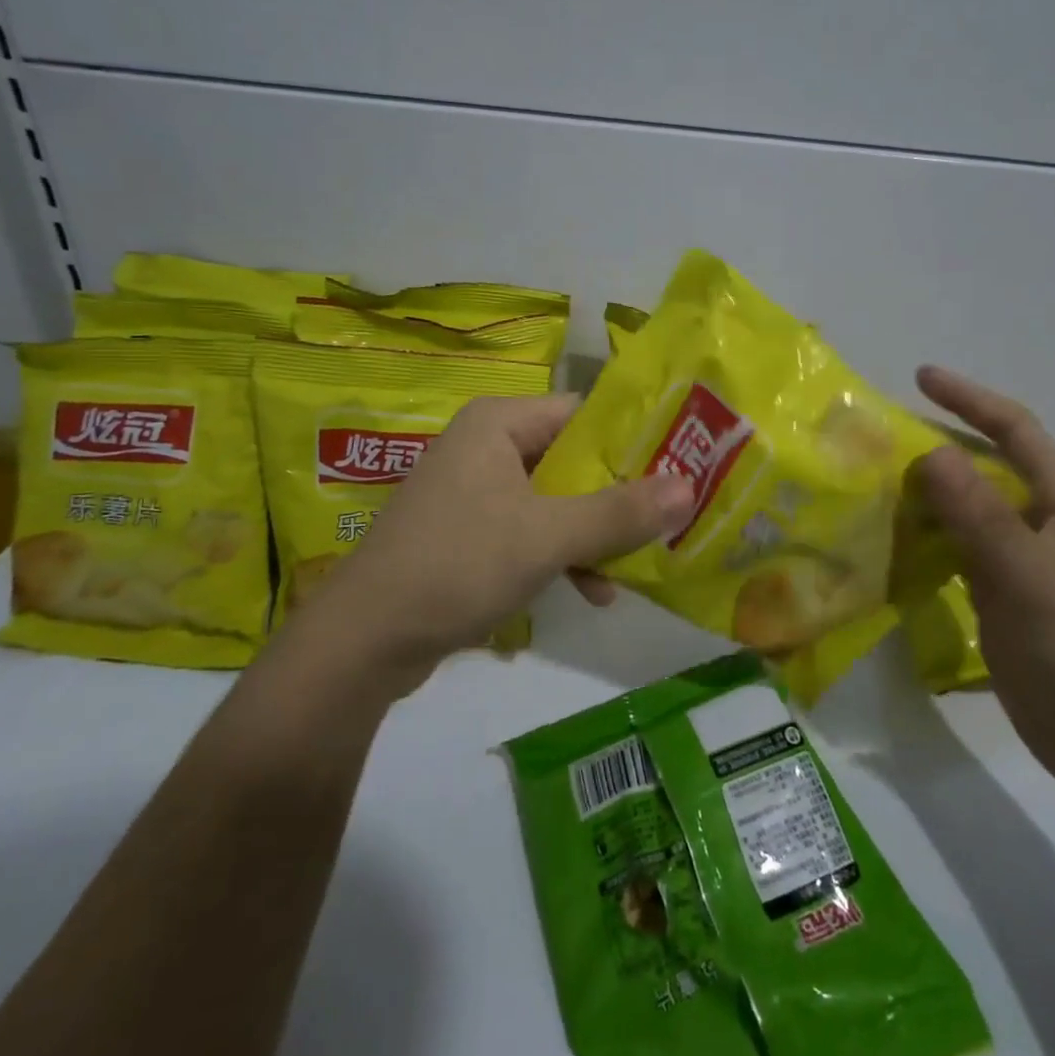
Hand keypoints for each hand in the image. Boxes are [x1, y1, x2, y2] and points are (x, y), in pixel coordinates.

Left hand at [302, 394, 693, 681]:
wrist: (364, 641)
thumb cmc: (458, 565)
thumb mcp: (547, 537)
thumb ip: (619, 513)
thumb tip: (690, 488)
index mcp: (499, 423)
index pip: (583, 413)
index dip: (633, 439)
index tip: (681, 465)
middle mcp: (487, 446)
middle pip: (573, 459)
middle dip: (619, 495)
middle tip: (671, 518)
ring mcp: (475, 491)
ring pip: (556, 500)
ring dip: (595, 532)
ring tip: (636, 566)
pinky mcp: (469, 533)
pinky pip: (532, 530)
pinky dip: (562, 554)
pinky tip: (593, 592)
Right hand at [911, 366, 1054, 793]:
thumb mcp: (1028, 575)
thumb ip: (979, 515)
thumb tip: (931, 452)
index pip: (1016, 432)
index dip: (972, 399)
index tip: (921, 378)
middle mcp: (1039, 524)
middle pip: (985, 468)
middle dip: (938, 444)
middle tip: (880, 438)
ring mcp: (1018, 563)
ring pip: (965, 511)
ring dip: (925, 493)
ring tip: (874, 482)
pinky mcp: (998, 598)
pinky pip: (954, 551)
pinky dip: (924, 537)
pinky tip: (892, 538)